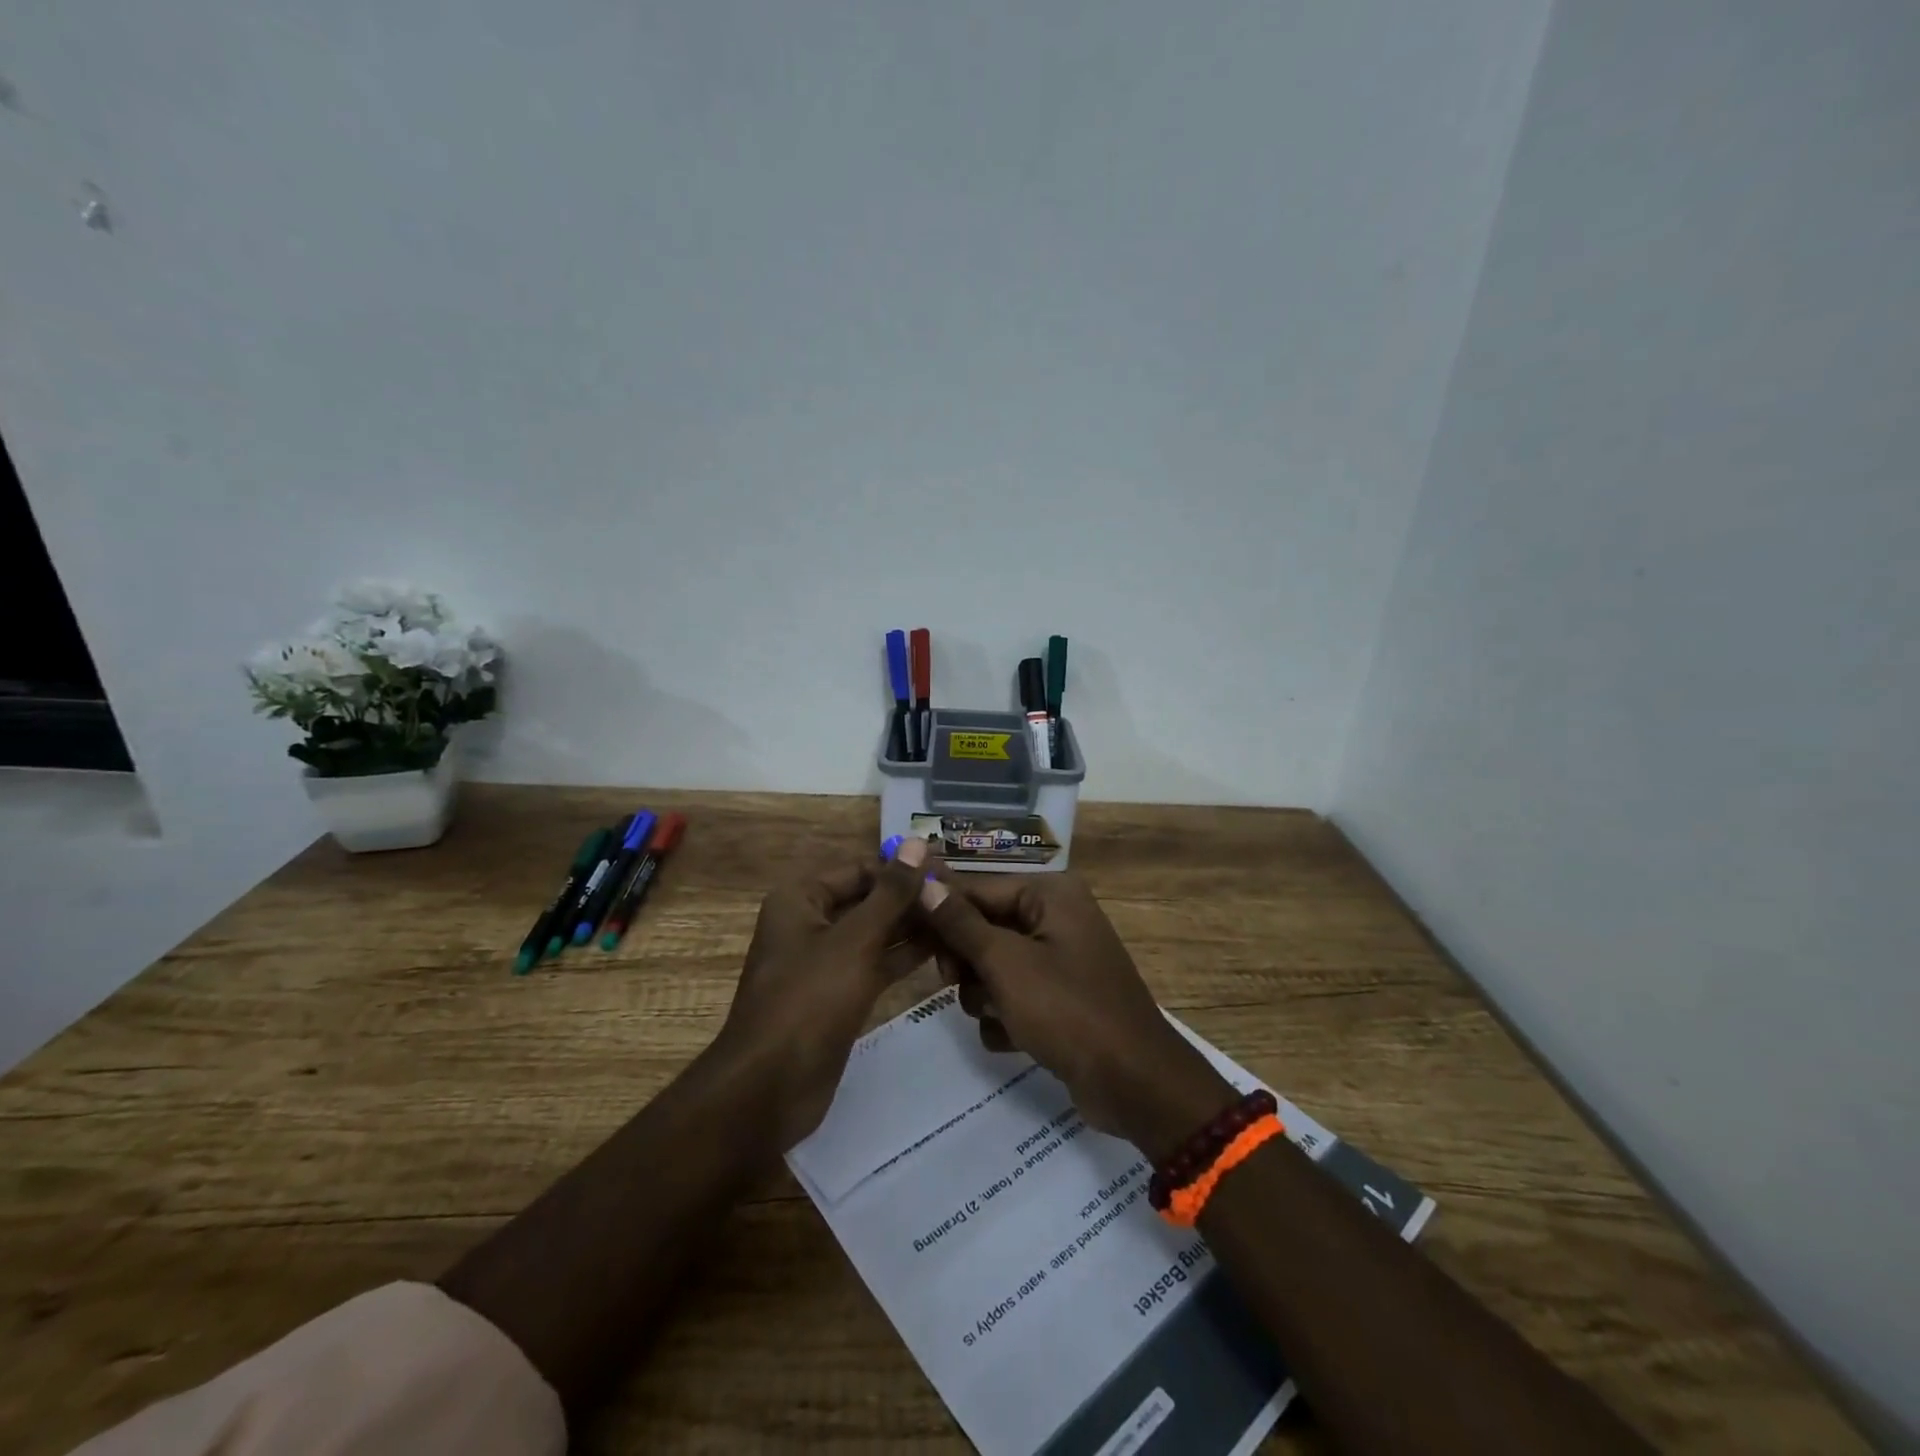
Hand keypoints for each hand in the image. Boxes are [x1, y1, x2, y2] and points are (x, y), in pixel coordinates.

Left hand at [714, 838, 931, 1149]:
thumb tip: (916, 842)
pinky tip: (942, 950)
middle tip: (962, 898)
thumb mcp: (855, 940)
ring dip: (912, 928)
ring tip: (961, 921)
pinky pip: (874, 965)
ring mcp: (823, 962)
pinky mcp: (837, 996)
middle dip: (910, 900)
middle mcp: (810, 923)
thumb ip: (891, 893)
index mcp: (801, 899)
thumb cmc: (809, 1000)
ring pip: (874, 934)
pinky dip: (903, 957)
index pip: (860, 869)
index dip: (902, 870)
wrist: (770, 1088)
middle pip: (868, 900)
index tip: (948, 872)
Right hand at [919, 873, 1234, 1160]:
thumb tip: (923, 883)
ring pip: (994, 965)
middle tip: (952, 982)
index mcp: (1050, 895)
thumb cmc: (1068, 1010)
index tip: (901, 928)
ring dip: (984, 994)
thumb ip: (961, 924)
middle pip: (984, 927)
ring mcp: (1059, 960)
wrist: (1134, 1084)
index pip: (978, 888)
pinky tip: (1014, 1038)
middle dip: (967, 961)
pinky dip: (1006, 1017)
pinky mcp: (1060, 999)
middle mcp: (1056, 918)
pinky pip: (1013, 995)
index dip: (939, 908)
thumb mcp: (1007, 965)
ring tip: (995, 1015)